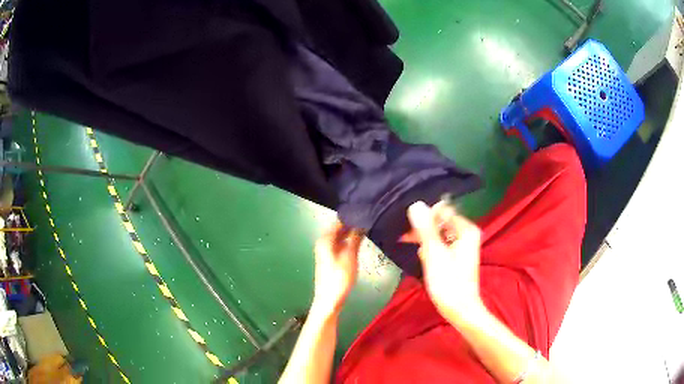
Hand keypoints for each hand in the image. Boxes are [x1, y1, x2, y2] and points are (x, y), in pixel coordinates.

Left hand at [311, 220, 363, 318]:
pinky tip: (360, 240)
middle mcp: (324, 241)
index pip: (339, 220)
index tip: (367, 210)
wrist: (329, 300)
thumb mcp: (350, 256)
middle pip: (339, 227)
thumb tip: (362, 222)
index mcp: (325, 239)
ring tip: (368, 226)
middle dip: (353, 223)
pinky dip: (350, 240)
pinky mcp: (331, 258)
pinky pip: (341, 243)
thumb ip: (355, 238)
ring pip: (341, 235)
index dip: (352, 215)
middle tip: (370, 218)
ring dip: (352, 232)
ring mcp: (326, 250)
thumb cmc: (339, 278)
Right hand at [407, 201, 486, 325]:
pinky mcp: (456, 257)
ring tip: (408, 245)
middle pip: (441, 222)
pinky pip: (441, 245)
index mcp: (466, 230)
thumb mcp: (434, 253)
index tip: (409, 225)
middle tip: (405, 237)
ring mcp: (462, 246)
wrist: (459, 310)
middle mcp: (466, 234)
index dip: (425, 215)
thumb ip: (425, 228)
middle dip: (423, 228)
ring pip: (439, 234)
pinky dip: (430, 248)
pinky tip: (421, 256)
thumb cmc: (448, 282)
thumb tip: (416, 204)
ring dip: (424, 239)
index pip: (443, 211)